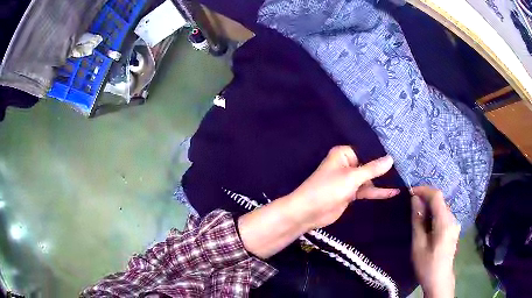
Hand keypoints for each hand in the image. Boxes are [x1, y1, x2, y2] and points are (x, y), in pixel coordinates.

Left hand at [289, 146, 398, 229]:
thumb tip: (391, 158)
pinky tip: (393, 192)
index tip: (400, 152)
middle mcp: (348, 164)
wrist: (309, 212)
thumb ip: (372, 169)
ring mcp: (350, 180)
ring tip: (404, 178)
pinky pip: (367, 190)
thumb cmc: (328, 189)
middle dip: (385, 167)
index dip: (382, 152)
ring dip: (383, 180)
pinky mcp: (351, 193)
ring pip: (370, 178)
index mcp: (344, 154)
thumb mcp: (352, 177)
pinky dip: (378, 192)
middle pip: (370, 164)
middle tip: (406, 165)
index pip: (367, 149)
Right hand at [411, 186, 460, 297]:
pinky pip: (443, 215)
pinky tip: (427, 226)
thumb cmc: (426, 265)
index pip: (437, 196)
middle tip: (411, 207)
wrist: (439, 280)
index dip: (424, 190)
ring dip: (430, 208)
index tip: (410, 192)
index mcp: (445, 223)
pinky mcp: (453, 229)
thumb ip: (418, 220)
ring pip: (442, 208)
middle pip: (440, 201)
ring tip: (417, 217)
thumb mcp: (418, 244)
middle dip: (426, 199)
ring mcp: (455, 224)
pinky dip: (434, 215)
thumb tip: (415, 199)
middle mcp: (453, 219)